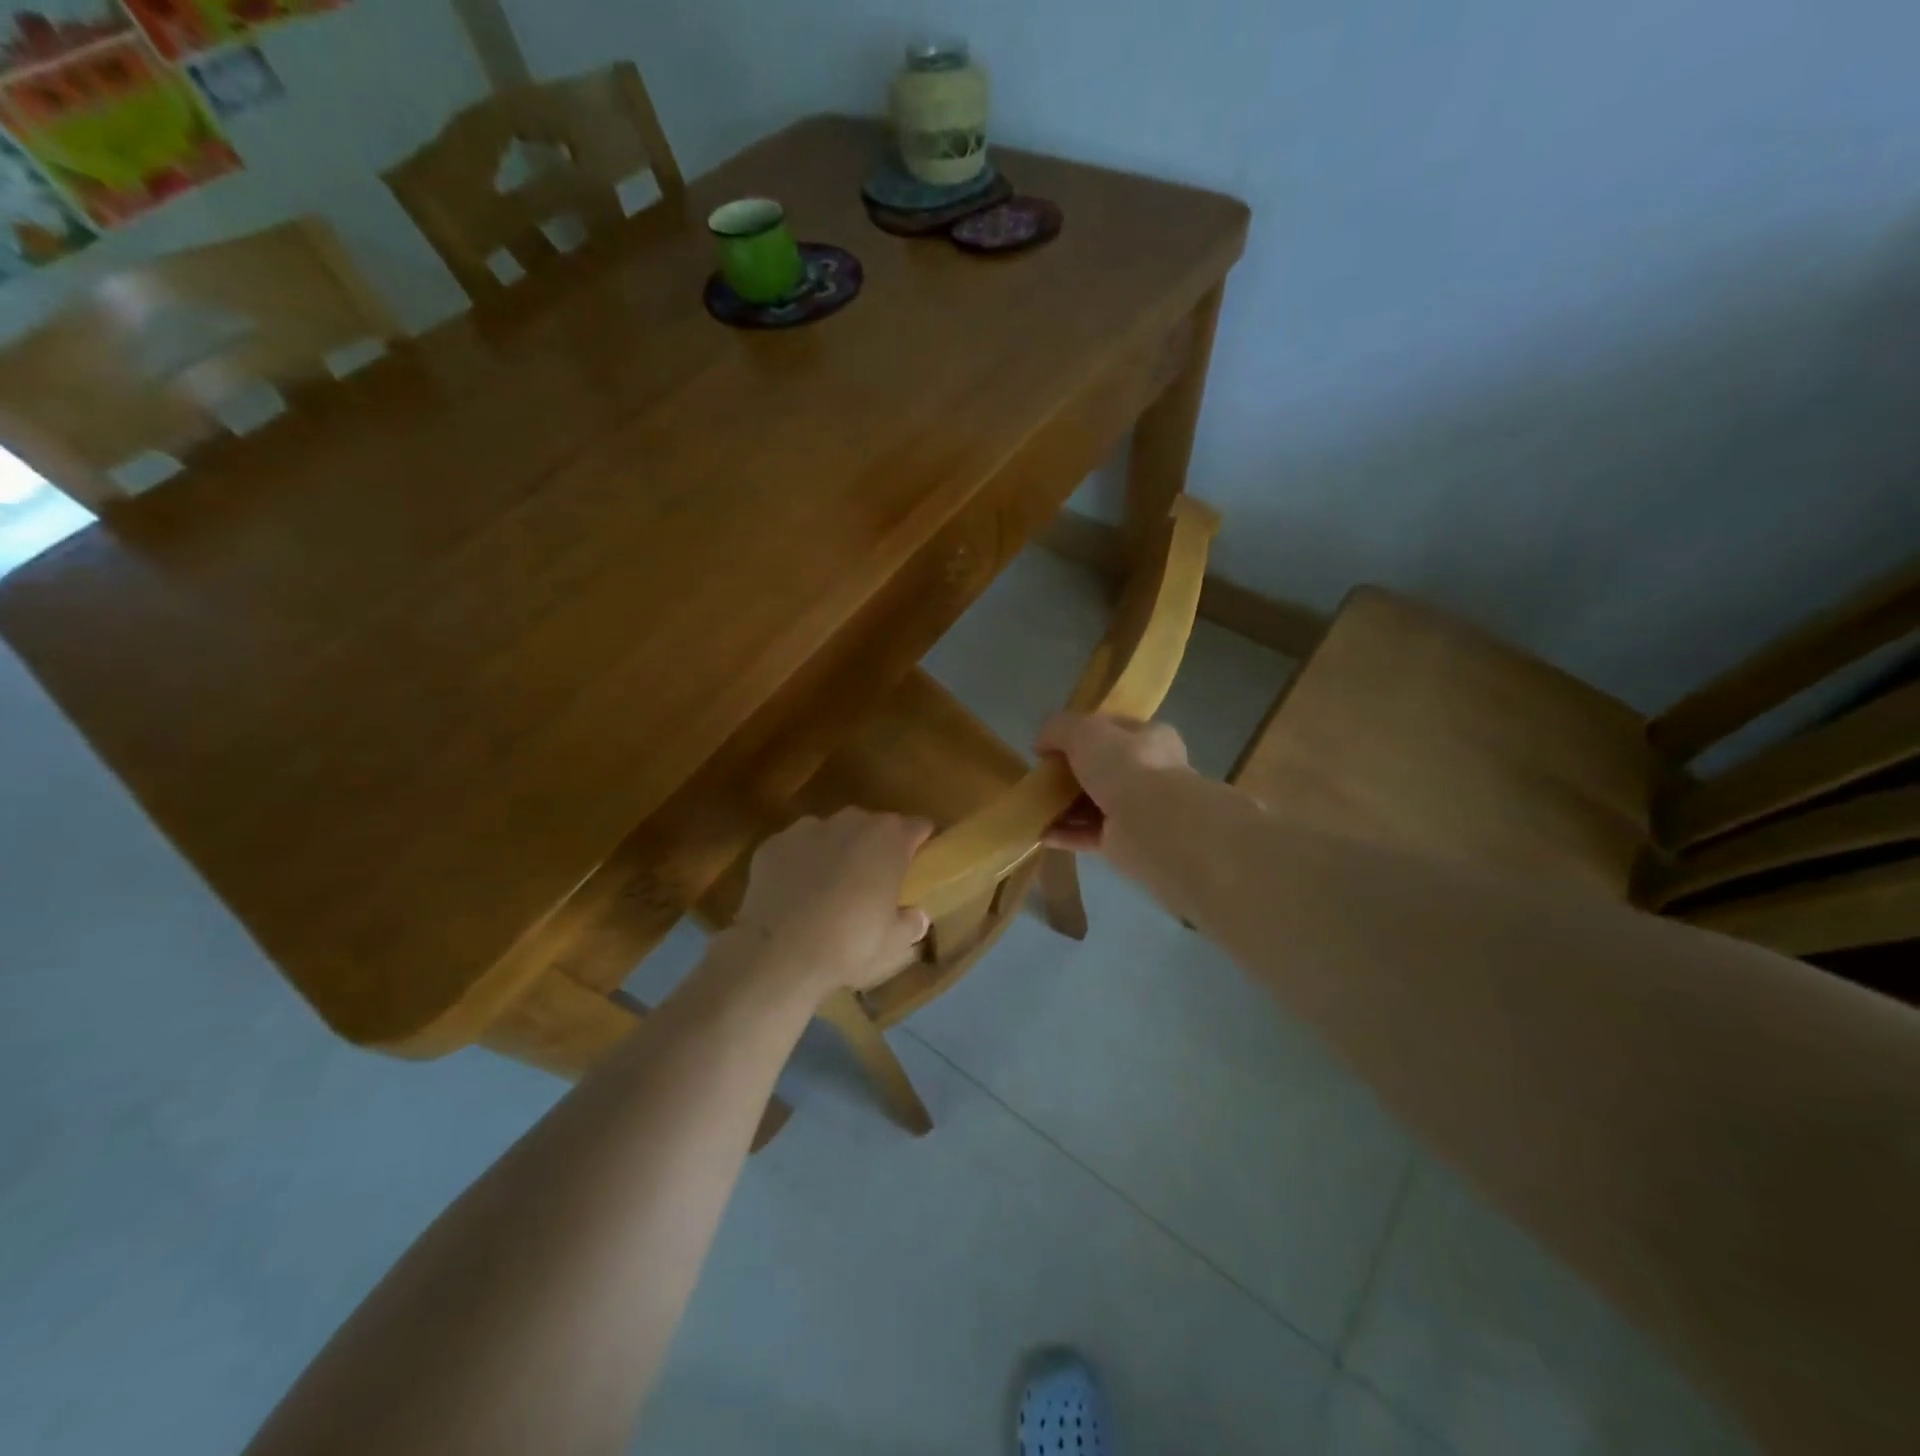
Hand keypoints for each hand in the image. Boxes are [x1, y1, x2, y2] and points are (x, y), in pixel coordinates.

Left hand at [725, 809, 932, 995]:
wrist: (779, 954)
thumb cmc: (850, 943)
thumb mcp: (894, 942)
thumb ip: (911, 922)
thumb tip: (917, 916)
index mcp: (889, 838)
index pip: (917, 826)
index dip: (921, 842)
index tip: (919, 860)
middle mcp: (851, 821)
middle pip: (873, 826)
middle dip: (876, 847)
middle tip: (874, 880)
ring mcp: (808, 828)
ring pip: (832, 833)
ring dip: (836, 851)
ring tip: (830, 887)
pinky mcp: (774, 844)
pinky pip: (796, 849)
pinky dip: (800, 863)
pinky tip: (795, 894)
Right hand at [1036, 713, 1190, 861]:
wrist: (1152, 824)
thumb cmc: (1126, 765)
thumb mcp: (1085, 730)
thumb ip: (1058, 728)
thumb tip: (1041, 743)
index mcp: (1150, 738)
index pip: (1113, 729)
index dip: (1081, 733)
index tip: (1052, 745)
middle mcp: (1149, 773)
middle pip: (1101, 769)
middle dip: (1070, 774)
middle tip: (1042, 777)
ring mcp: (1138, 809)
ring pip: (1093, 804)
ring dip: (1064, 806)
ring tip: (1034, 807)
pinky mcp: (1124, 841)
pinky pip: (1088, 834)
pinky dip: (1065, 833)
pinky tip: (1040, 833)